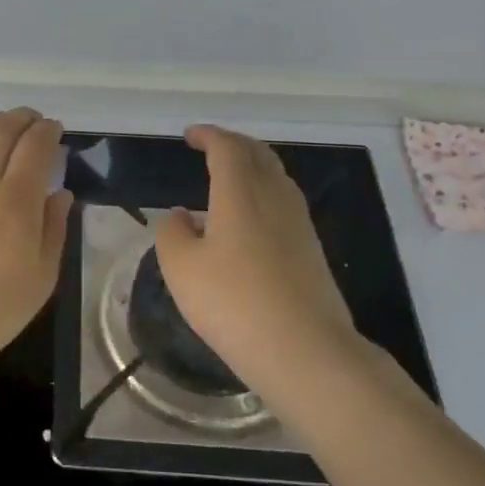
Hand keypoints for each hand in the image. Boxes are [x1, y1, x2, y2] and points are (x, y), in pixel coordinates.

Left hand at [0, 108, 73, 375]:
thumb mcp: (41, 277)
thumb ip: (53, 229)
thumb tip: (60, 193)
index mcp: (16, 200)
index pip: (36, 146)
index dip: (48, 131)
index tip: (55, 130)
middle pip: (2, 130)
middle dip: (22, 118)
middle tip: (32, 121)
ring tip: (2, 124)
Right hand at [153, 125, 365, 395]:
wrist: (304, 350)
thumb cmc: (233, 302)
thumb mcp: (181, 268)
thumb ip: (173, 233)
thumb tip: (182, 216)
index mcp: (240, 192)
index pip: (227, 148)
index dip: (208, 135)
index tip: (189, 135)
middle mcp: (275, 197)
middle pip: (258, 154)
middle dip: (233, 144)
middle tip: (210, 146)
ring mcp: (299, 223)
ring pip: (276, 177)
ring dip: (252, 167)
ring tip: (229, 176)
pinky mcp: (311, 249)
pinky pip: (284, 202)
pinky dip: (263, 192)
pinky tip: (249, 217)